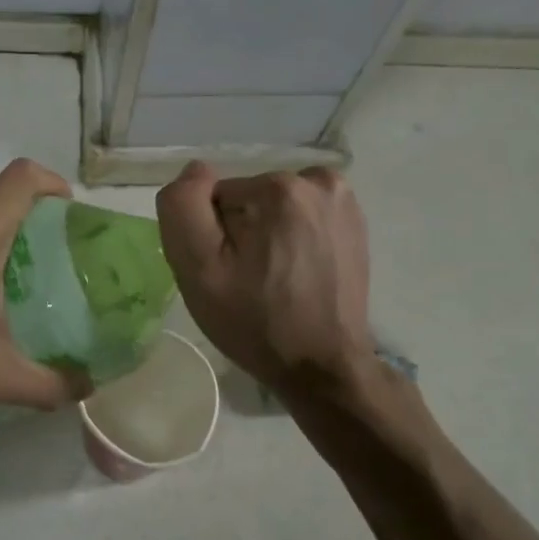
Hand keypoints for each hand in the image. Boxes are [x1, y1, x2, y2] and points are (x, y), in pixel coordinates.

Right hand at [155, 162, 376, 399]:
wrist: (323, 367)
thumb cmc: (255, 321)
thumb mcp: (197, 268)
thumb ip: (183, 207)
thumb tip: (196, 171)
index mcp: (278, 188)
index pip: (216, 198)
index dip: (212, 236)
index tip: (225, 272)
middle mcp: (318, 182)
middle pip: (247, 199)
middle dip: (241, 233)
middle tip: (247, 281)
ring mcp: (343, 201)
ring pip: (273, 207)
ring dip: (266, 235)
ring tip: (273, 280)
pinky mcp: (355, 222)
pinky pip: (300, 216)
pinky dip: (292, 238)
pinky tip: (296, 273)